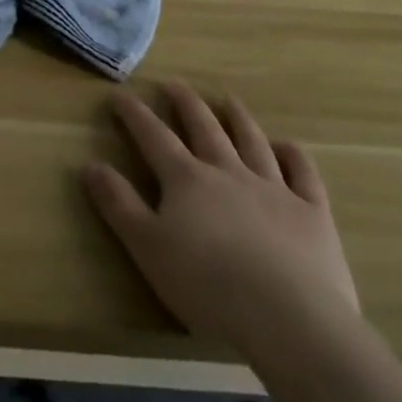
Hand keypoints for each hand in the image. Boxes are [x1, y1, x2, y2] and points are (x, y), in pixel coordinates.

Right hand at [83, 83, 359, 355]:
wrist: (289, 317)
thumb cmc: (208, 286)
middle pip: (204, 128)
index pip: (154, 137)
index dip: (135, 115)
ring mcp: (274, 188)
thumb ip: (119, 204)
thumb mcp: (148, 248)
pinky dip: (293, 155)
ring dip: (238, 118)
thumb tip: (90, 164)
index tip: (121, 95)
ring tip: (228, 99)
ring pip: (252, 141)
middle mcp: (228, 171)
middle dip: (185, 104)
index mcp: (187, 180)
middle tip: (173, 84)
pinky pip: (302, 173)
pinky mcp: (311, 211)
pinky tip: (286, 146)